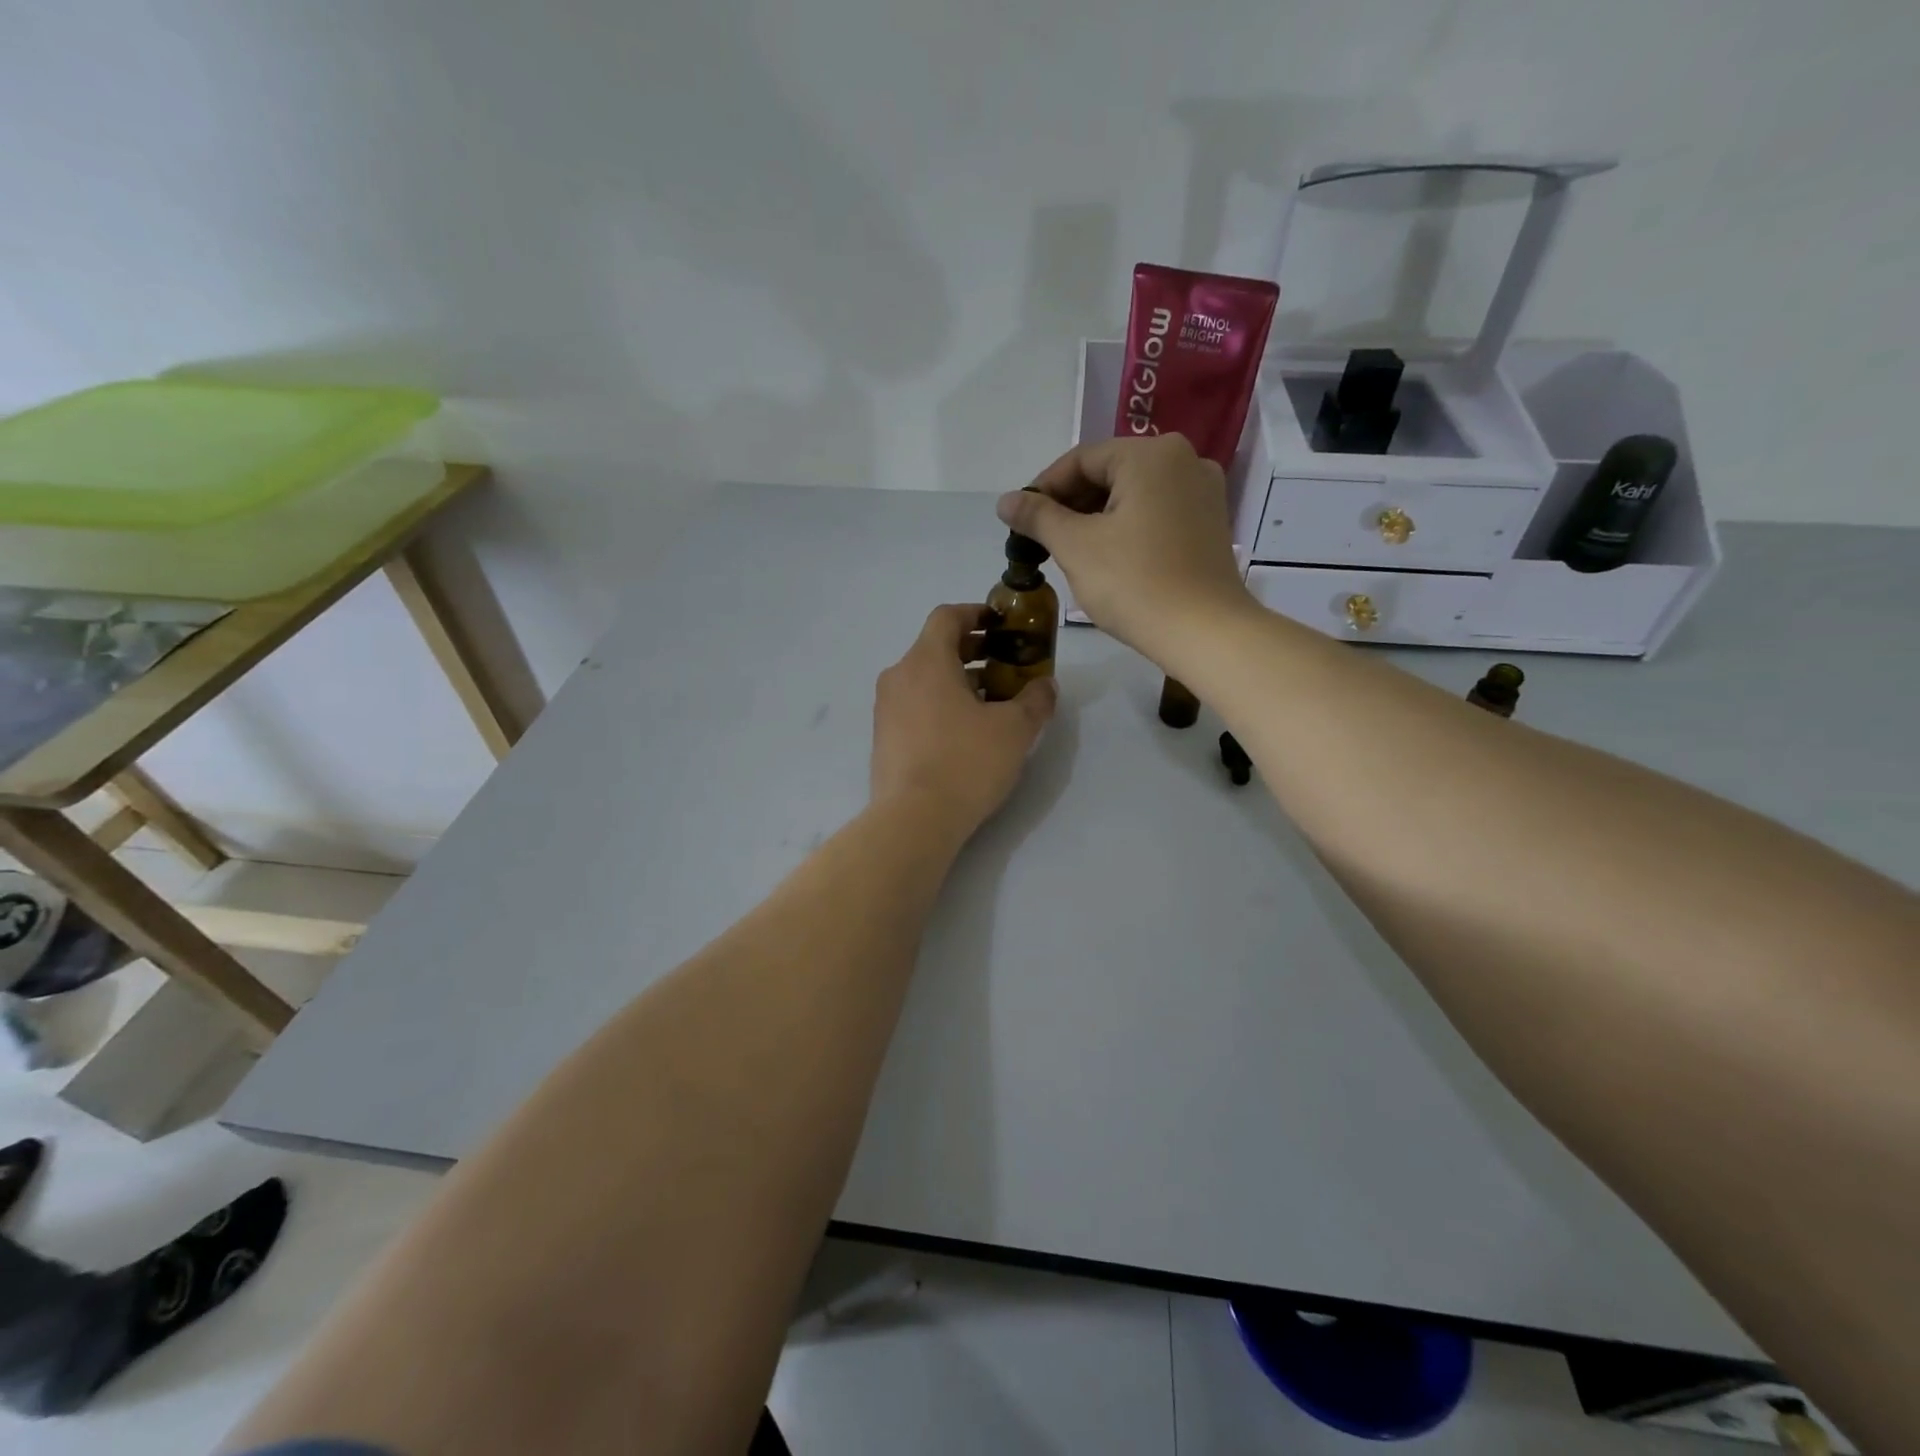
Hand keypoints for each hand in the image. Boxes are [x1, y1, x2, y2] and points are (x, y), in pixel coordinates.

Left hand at [871, 604, 1056, 836]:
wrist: (913, 820)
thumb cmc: (966, 762)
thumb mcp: (1015, 729)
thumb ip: (1035, 700)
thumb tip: (1045, 685)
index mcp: (926, 661)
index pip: (946, 616)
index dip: (975, 613)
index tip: (1000, 624)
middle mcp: (899, 677)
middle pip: (935, 648)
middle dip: (973, 651)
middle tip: (1005, 664)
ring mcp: (886, 709)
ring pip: (924, 679)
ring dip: (958, 680)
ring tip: (992, 702)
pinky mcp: (884, 738)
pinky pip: (915, 706)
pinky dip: (940, 704)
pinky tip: (966, 732)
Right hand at [996, 435, 1253, 663]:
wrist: (1205, 632)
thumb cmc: (1135, 583)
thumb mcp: (1076, 547)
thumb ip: (1038, 517)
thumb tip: (1005, 500)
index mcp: (1150, 455)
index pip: (1081, 460)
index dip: (1043, 489)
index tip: (1020, 522)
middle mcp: (1183, 459)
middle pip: (1109, 473)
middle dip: (1070, 505)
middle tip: (1042, 540)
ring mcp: (1202, 491)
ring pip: (1133, 494)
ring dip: (1096, 518)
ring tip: (1069, 552)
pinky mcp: (1210, 522)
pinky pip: (1156, 511)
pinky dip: (1126, 527)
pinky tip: (1108, 557)